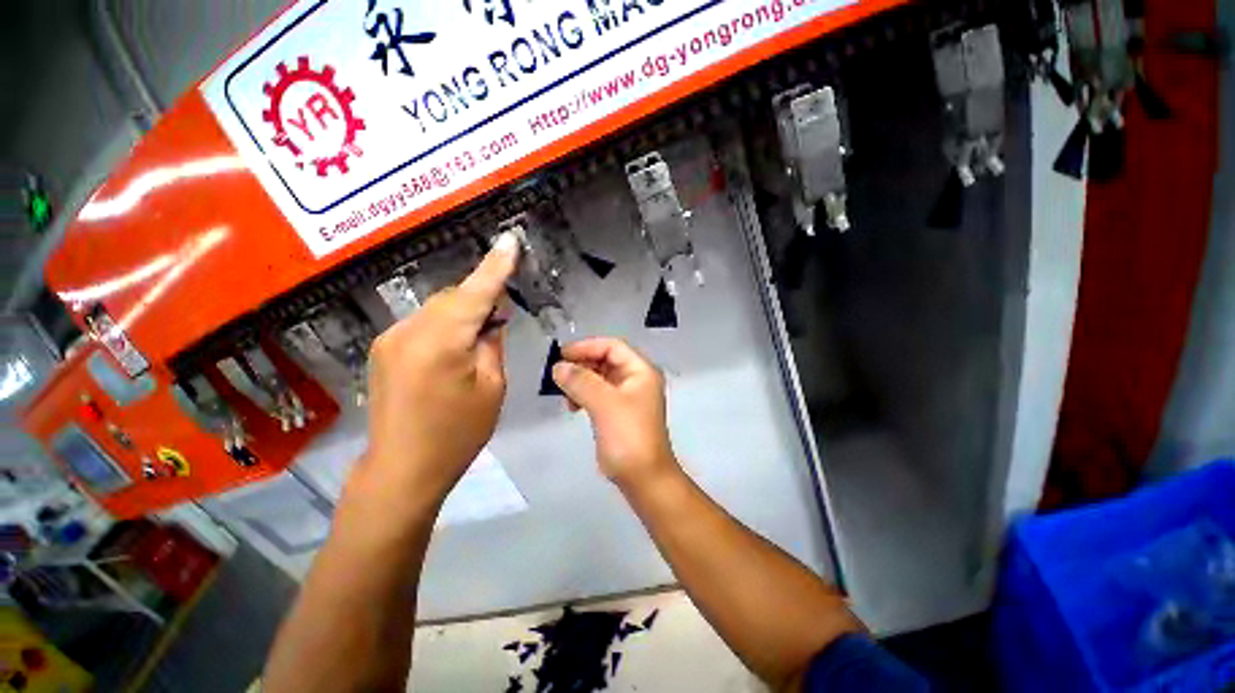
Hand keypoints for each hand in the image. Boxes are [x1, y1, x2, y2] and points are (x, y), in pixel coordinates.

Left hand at [355, 233, 519, 513]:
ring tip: (481, 335)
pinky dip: (446, 325)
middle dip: (481, 298)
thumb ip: (491, 344)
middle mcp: (408, 331)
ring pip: (438, 309)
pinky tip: (456, 347)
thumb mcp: (492, 388)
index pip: (475, 294)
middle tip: (504, 315)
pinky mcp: (383, 349)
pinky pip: (424, 323)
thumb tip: (491, 319)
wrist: (402, 469)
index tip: (510, 239)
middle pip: (453, 298)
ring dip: (463, 313)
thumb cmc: (457, 433)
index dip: (496, 266)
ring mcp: (390, 339)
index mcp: (440, 343)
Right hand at [552, 338, 680, 488]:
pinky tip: (573, 405)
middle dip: (582, 365)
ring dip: (581, 381)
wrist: (644, 478)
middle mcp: (637, 379)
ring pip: (600, 378)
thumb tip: (558, 367)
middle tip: (559, 374)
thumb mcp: (604, 404)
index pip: (612, 347)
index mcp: (641, 370)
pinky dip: (584, 395)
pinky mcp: (619, 412)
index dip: (587, 347)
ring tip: (564, 393)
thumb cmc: (628, 436)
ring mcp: (628, 397)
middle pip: (606, 360)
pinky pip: (599, 394)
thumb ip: (580, 381)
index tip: (562, 355)